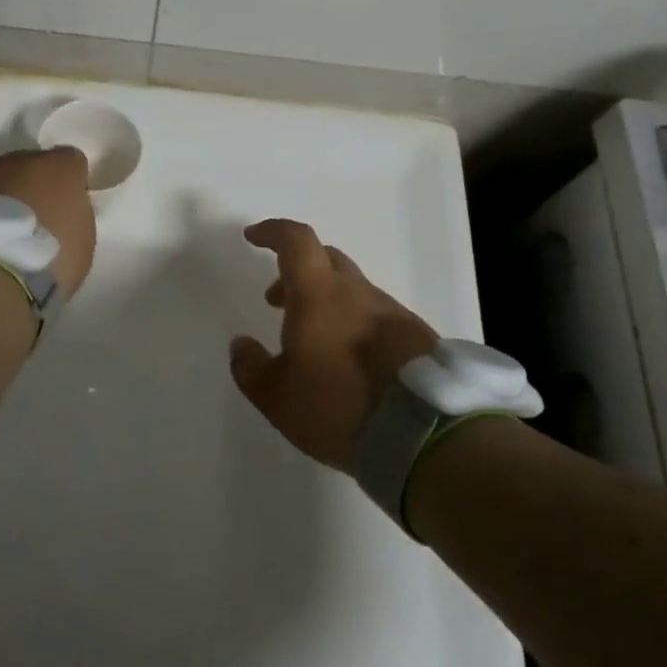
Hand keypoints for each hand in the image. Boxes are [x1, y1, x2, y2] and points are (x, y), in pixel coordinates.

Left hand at [0, 146, 96, 298]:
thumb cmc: (47, 261)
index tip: (65, 209)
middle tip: (28, 223)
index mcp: (61, 169)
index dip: (69, 183)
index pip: (71, 162)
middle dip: (30, 188)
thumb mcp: (82, 244)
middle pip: (30, 166)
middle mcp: (21, 158)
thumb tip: (63, 212)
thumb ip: (75, 217)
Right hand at [230, 218, 438, 470]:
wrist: (425, 435)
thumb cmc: (338, 407)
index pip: (296, 241)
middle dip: (296, 271)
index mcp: (319, 295)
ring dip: (326, 300)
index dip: (273, 232)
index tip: (254, 237)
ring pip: (352, 289)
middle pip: (325, 260)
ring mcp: (392, 313)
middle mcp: (358, 293)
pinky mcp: (416, 337)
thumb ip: (250, 368)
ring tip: (313, 340)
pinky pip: (376, 315)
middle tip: (277, 301)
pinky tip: (349, 360)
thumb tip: (241, 345)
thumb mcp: (277, 397)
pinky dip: (353, 322)